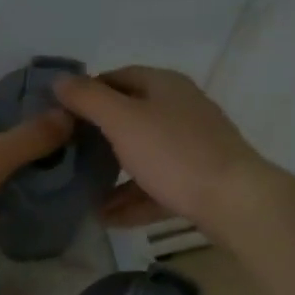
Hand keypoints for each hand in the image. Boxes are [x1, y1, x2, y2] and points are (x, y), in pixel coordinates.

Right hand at [54, 66, 269, 229]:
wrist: (234, 201)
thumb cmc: (174, 153)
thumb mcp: (122, 121)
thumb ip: (89, 100)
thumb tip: (60, 80)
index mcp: (164, 85)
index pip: (117, 77)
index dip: (87, 92)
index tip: (60, 115)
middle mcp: (181, 109)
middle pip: (131, 116)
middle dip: (98, 136)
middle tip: (67, 153)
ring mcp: (192, 146)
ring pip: (143, 154)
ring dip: (112, 173)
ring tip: (81, 190)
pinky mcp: (198, 180)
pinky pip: (157, 186)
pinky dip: (132, 198)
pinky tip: (107, 217)